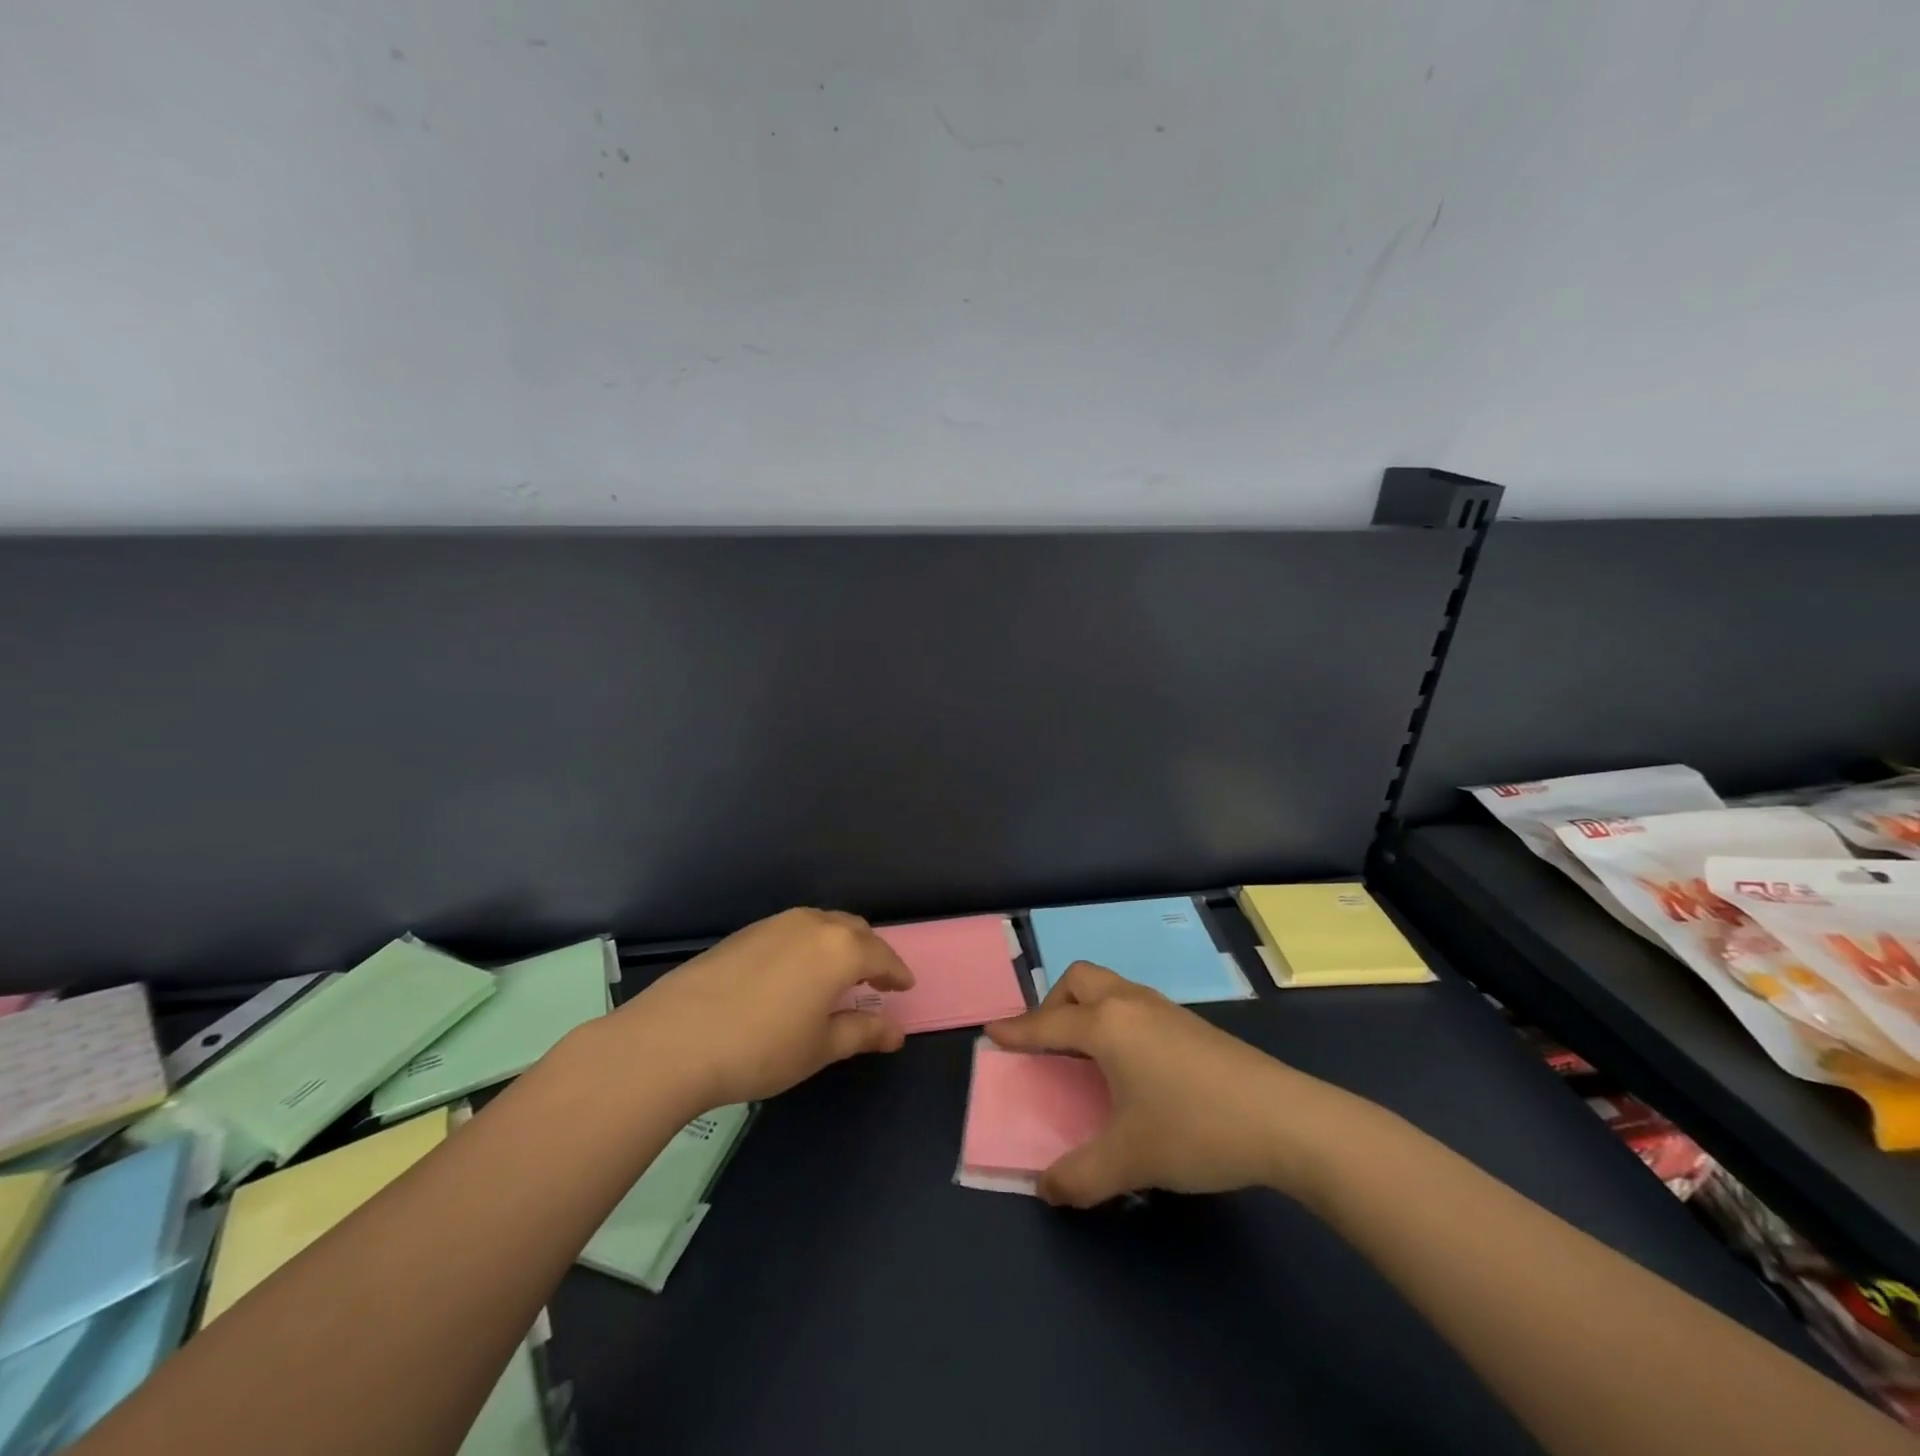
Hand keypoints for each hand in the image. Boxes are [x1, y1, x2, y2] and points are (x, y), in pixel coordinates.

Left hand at [616, 908, 914, 1109]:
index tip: (905, 988)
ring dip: (838, 945)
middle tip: (874, 982)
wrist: (674, 1039)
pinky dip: (808, 945)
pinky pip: (793, 930)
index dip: (897, 973)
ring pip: (822, 925)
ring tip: (836, 977)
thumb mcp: (820, 1048)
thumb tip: (896, 1031)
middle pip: (854, 930)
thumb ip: (863, 1032)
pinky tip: (794, 974)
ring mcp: (775, 923)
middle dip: (870, 953)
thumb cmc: (761, 1048)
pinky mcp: (745, 932)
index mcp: (840, 949)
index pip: (882, 955)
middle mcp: (812, 924)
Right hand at [986, 961, 1338, 1206]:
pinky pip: (1134, 1003)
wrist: (1284, 1120)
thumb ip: (1080, 1176)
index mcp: (1107, 1026)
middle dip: (1052, 1004)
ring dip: (1086, 1007)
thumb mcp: (1130, 1160)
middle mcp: (1131, 1004)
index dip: (1017, 1032)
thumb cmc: (1195, 1129)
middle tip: (1047, 1043)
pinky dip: (1114, 1017)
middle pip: (1079, 980)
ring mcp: (1164, 1009)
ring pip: (1110, 986)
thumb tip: (1047, 1190)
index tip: (992, 1034)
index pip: (1048, 1024)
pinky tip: (1130, 1062)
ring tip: (1084, 1051)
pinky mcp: (1191, 1024)